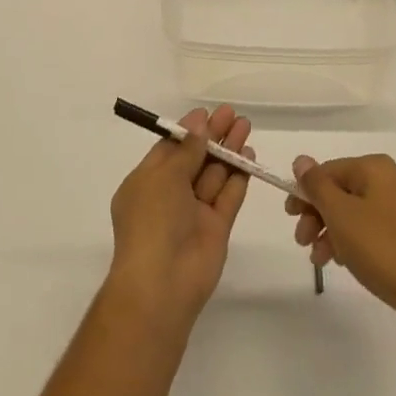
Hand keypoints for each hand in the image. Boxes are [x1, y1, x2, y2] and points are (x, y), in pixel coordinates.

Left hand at [107, 106, 253, 329]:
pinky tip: (249, 156)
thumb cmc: (153, 221)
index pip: (169, 149)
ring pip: (214, 174)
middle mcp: (169, 195)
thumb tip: (198, 124)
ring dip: (229, 150)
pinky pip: (228, 196)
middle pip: (195, 158)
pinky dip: (239, 176)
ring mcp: (194, 212)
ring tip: (246, 126)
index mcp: (146, 182)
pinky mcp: (216, 227)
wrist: (163, 282)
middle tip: (233, 114)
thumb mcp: (164, 176)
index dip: (188, 130)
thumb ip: (186, 150)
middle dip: (213, 136)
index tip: (207, 113)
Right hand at [286, 154, 395, 325]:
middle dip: (317, 215)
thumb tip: (301, 160)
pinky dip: (353, 239)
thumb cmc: (381, 248)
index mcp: (375, 168)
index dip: (305, 192)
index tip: (290, 217)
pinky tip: (344, 260)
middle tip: (302, 241)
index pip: (328, 171)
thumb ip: (316, 185)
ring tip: (320, 259)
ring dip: (332, 231)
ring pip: (355, 211)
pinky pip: (372, 227)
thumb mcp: (339, 214)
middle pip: (341, 191)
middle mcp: (392, 179)